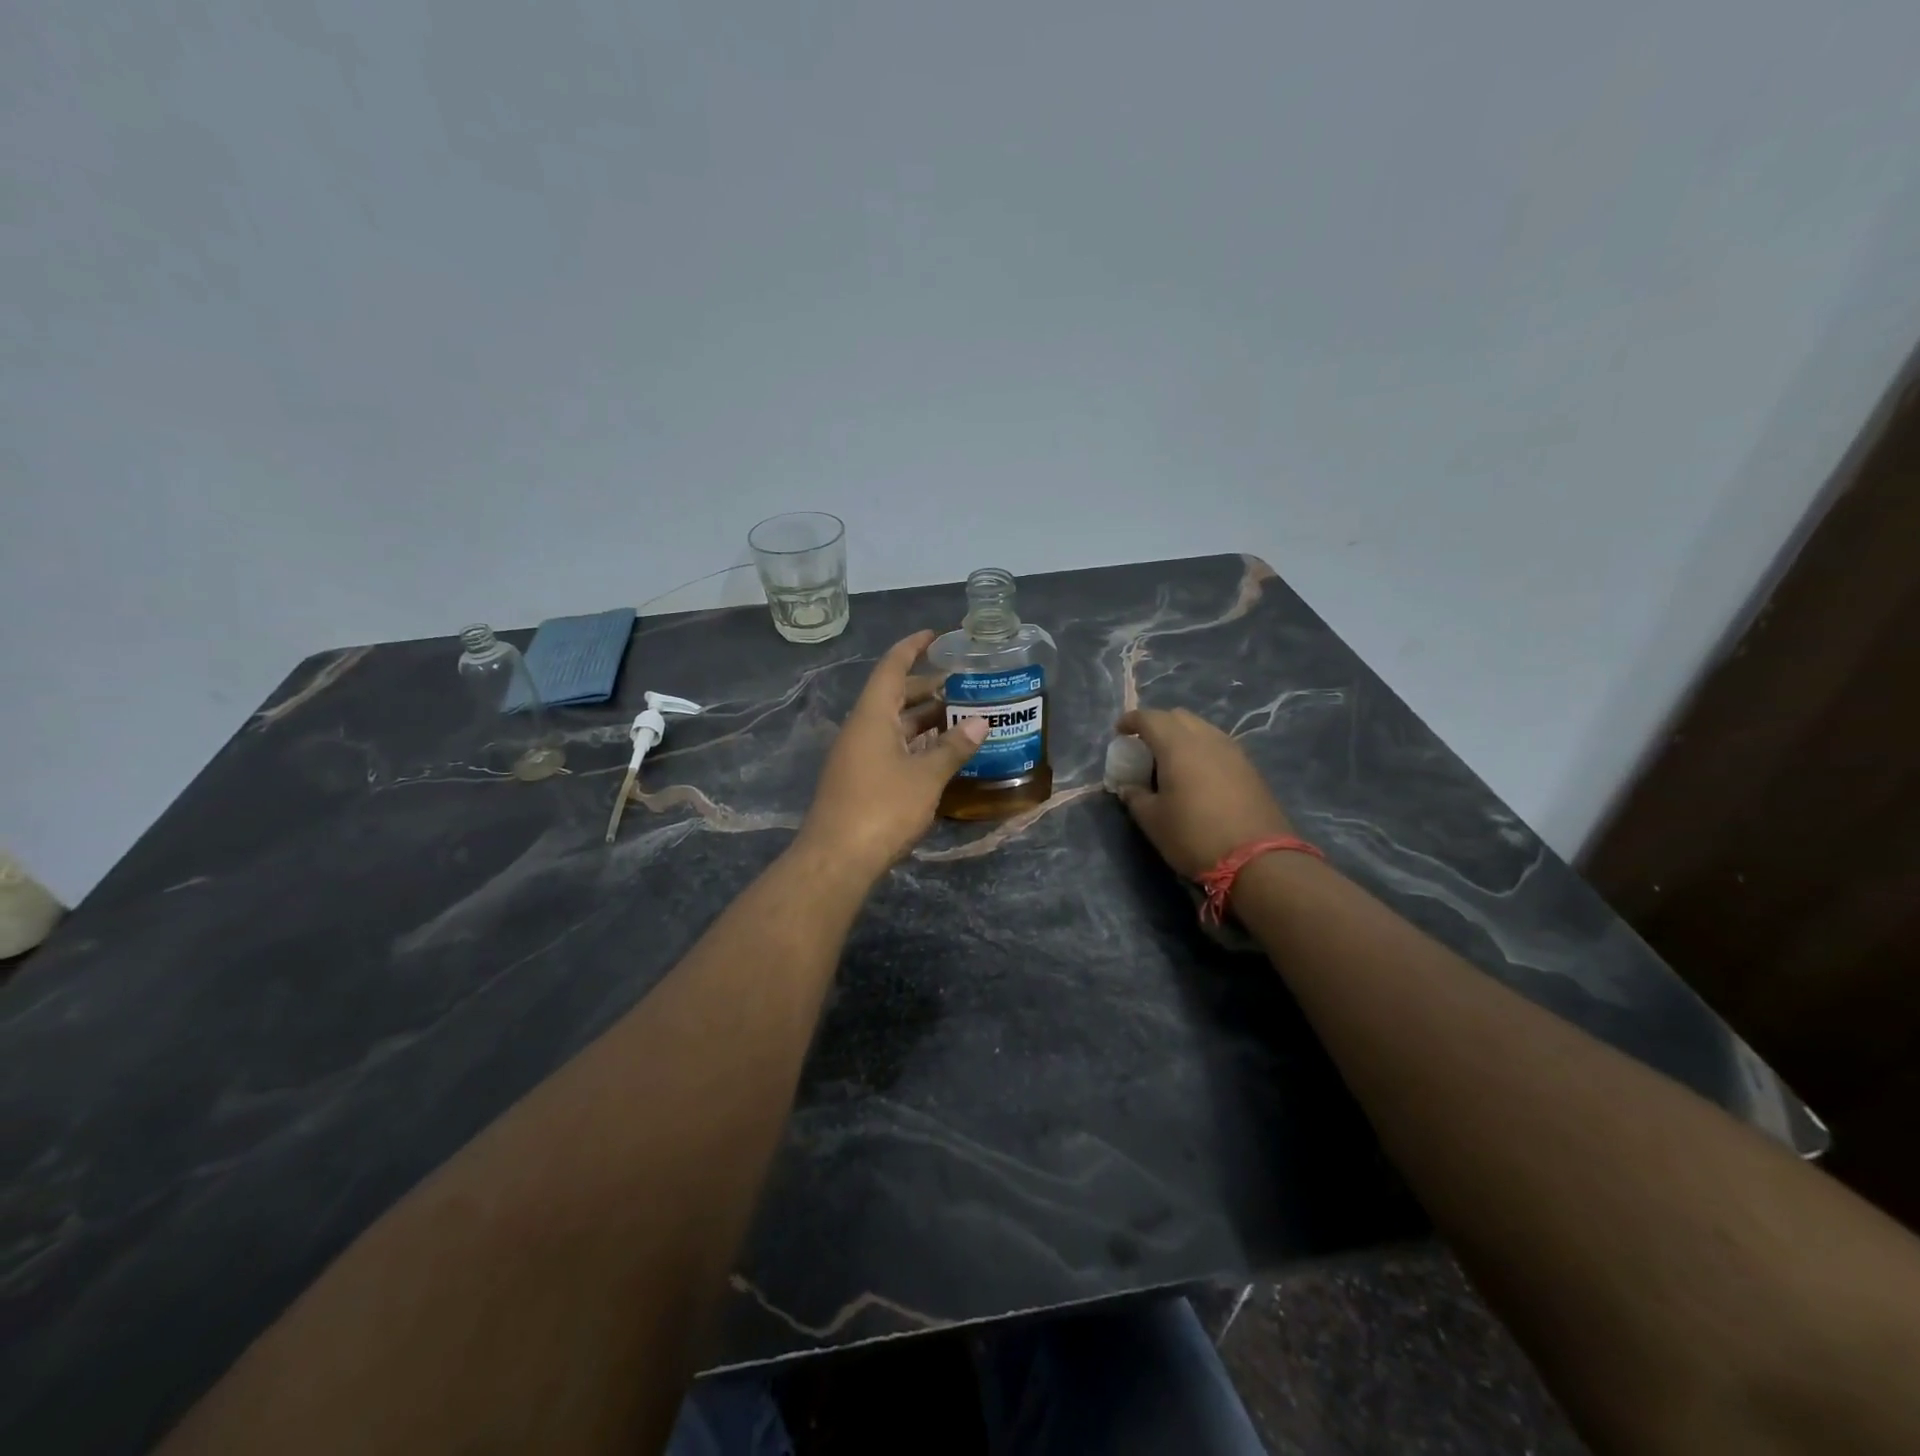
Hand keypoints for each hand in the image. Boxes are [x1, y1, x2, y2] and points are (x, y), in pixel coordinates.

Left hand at [794, 631, 987, 882]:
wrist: (837, 859)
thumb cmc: (882, 807)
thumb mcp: (926, 777)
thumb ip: (954, 748)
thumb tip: (981, 722)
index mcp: (872, 715)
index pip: (892, 667)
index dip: (913, 646)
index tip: (936, 635)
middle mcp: (861, 729)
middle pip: (894, 696)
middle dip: (926, 688)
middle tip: (963, 686)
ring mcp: (857, 756)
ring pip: (893, 725)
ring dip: (923, 719)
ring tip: (960, 717)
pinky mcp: (859, 780)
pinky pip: (890, 748)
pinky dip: (915, 744)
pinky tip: (939, 754)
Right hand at [1114, 708, 1294, 878]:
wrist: (1257, 859)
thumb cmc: (1194, 836)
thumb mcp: (1153, 821)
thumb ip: (1136, 797)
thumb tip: (1129, 787)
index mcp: (1178, 746)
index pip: (1150, 718)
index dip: (1131, 720)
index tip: (1120, 732)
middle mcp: (1207, 739)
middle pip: (1178, 717)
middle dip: (1157, 724)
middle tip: (1144, 746)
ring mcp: (1233, 751)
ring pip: (1202, 728)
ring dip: (1182, 735)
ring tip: (1171, 760)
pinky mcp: (1250, 768)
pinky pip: (1218, 745)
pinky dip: (1201, 749)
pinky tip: (1196, 773)